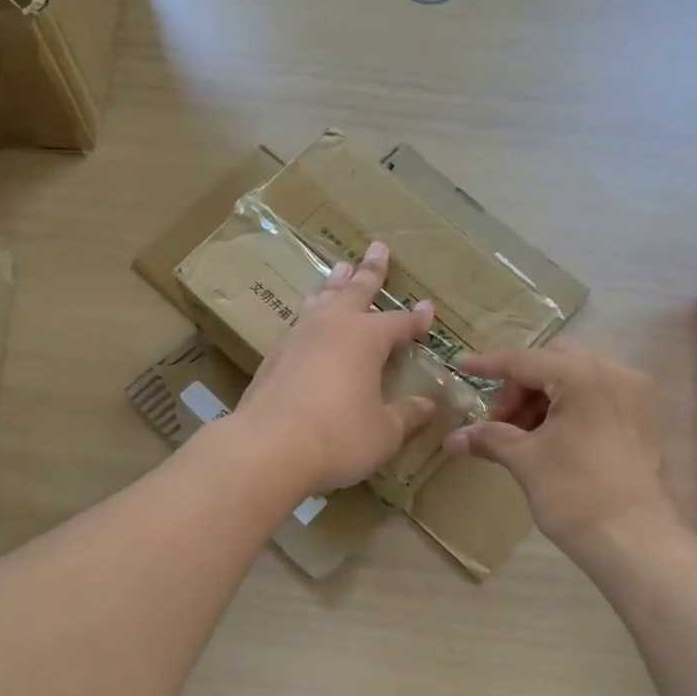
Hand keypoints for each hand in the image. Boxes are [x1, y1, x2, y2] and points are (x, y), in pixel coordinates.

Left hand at [234, 242, 438, 492]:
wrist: (268, 448)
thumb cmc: (338, 437)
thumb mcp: (384, 432)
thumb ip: (407, 415)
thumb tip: (428, 405)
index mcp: (366, 338)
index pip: (399, 322)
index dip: (416, 318)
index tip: (427, 308)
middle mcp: (332, 328)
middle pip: (355, 291)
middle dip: (370, 271)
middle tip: (377, 248)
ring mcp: (298, 339)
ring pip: (322, 300)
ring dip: (334, 284)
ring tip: (340, 268)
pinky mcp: (274, 358)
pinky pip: (300, 323)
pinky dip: (311, 314)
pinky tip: (309, 321)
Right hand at [443, 340, 680, 550]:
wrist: (634, 542)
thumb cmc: (575, 494)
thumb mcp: (525, 460)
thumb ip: (489, 438)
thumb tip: (452, 439)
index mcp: (585, 377)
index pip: (526, 361)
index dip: (489, 364)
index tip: (460, 366)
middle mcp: (616, 374)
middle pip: (555, 361)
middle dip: (520, 385)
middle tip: (500, 419)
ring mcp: (634, 395)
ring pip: (576, 377)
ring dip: (542, 397)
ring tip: (522, 435)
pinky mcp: (641, 419)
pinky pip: (596, 395)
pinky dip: (567, 406)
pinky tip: (549, 438)